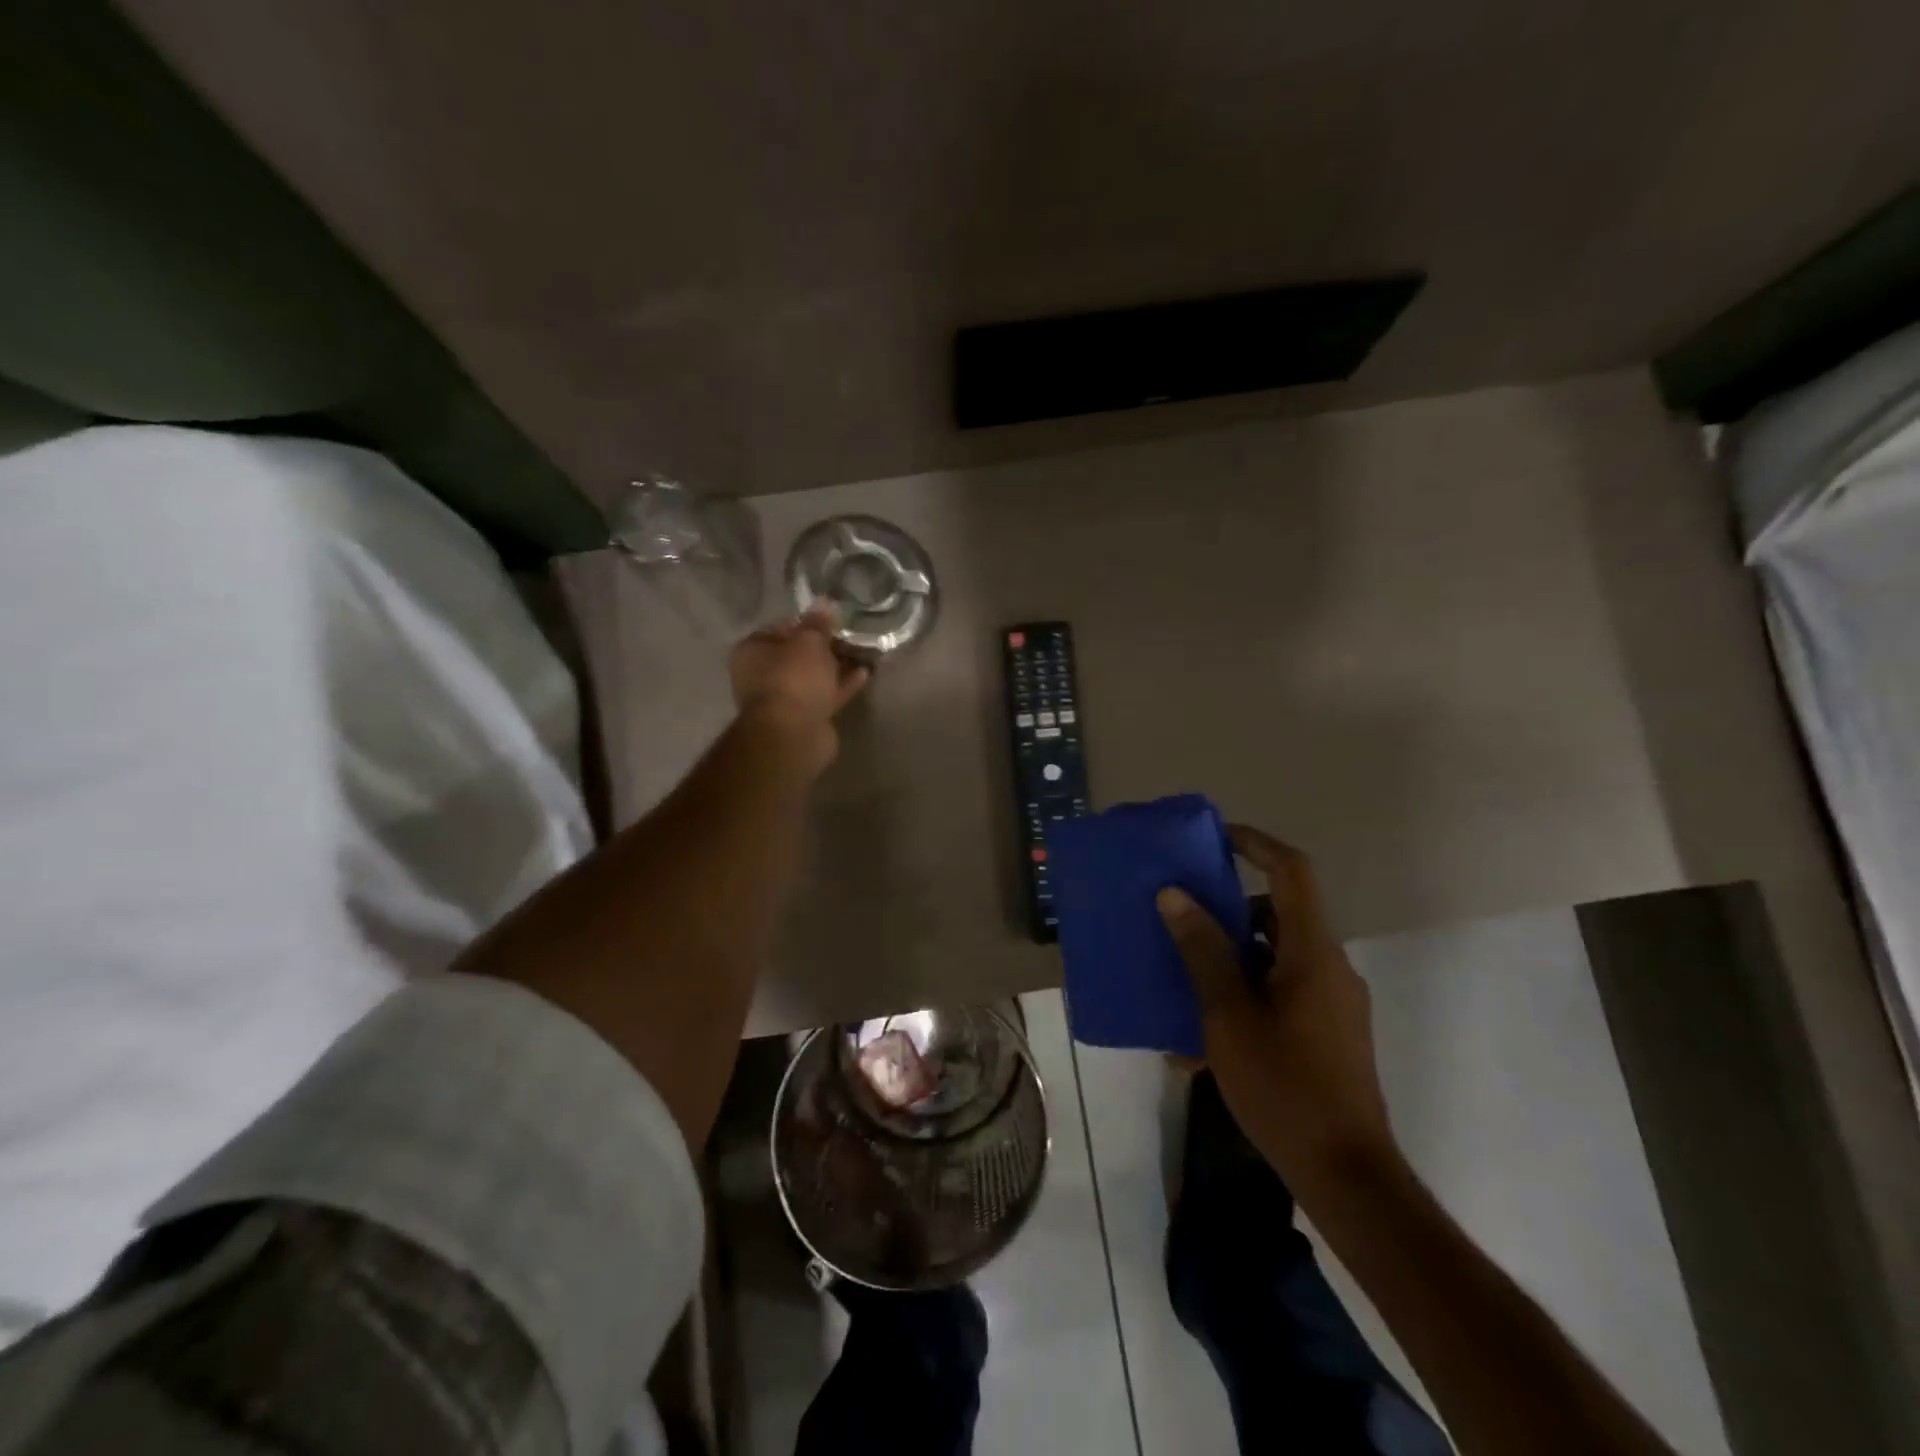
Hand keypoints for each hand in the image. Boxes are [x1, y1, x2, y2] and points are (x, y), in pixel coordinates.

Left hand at [729, 605, 870, 757]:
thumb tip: (824, 602)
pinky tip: (864, 674)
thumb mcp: (809, 641)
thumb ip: (818, 622)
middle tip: (851, 636)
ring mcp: (783, 699)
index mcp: (753, 651)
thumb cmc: (794, 678)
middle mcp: (762, 674)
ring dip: (835, 667)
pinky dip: (842, 686)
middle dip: (824, 647)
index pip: (781, 628)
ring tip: (863, 653)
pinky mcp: (804, 717)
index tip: (833, 621)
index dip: (807, 623)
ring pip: (813, 677)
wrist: (794, 734)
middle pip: (797, 655)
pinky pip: (825, 695)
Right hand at [1157, 825, 1398, 1192]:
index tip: (1214, 838)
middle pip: (1277, 915)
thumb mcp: (1229, 1015)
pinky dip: (1244, 995)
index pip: (1291, 872)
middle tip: (1180, 919)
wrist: (1346, 1175)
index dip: (1256, 844)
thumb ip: (1203, 951)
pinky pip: (1281, 993)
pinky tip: (1203, 1038)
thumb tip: (1174, 895)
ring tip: (1181, 982)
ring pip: (1275, 957)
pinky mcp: (1328, 1034)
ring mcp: (1333, 1003)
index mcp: (1312, 952)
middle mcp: (1330, 968)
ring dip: (1230, 960)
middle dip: (1226, 912)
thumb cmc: (1284, 1086)